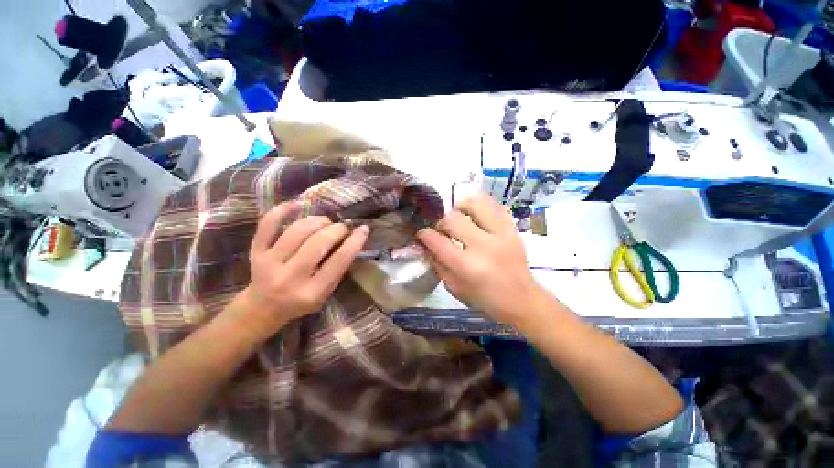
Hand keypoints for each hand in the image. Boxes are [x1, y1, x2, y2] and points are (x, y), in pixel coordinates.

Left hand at [234, 202, 369, 337]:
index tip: (363, 229)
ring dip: (318, 221)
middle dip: (337, 229)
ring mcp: (269, 263)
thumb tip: (352, 239)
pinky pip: (267, 224)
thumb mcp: (325, 293)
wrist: (263, 307)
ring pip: (298, 230)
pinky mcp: (255, 251)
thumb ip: (338, 269)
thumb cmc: (301, 301)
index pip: (339, 260)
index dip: (355, 241)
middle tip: (343, 227)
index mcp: (312, 292)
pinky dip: (282, 210)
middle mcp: (290, 277)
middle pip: (319, 242)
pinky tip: (297, 204)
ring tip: (325, 222)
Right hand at [416, 193, 546, 326]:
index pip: (438, 241)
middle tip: (442, 230)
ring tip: (458, 216)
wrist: (522, 300)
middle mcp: (484, 245)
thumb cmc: (485, 299)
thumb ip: (438, 265)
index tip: (422, 234)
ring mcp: (501, 234)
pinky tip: (475, 214)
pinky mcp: (512, 228)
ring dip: (461, 207)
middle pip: (453, 219)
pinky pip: (494, 205)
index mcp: (467, 266)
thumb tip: (426, 245)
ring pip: (475, 203)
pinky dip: (481, 205)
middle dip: (441, 222)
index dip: (425, 235)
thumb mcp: (455, 288)